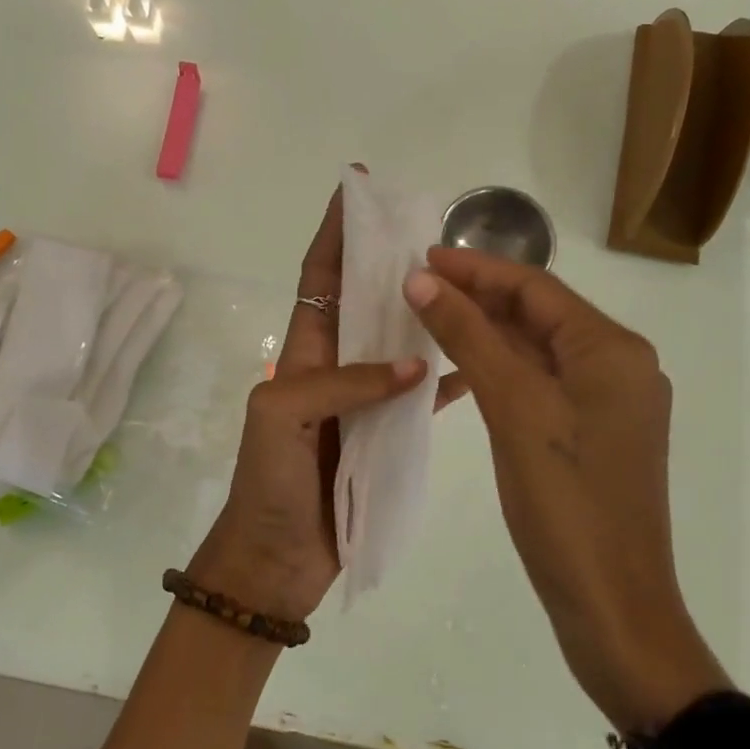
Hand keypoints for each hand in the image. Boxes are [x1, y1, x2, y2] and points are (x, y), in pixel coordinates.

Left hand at [188, 181, 459, 623]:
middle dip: (388, 260)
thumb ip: (342, 383)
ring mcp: (362, 400)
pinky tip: (481, 361)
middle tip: (431, 229)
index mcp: (303, 353)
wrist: (276, 560)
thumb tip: (414, 364)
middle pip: (365, 302)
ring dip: (423, 313)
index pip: (321, 278)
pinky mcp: (384, 435)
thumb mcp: (282, 417)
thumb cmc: (268, 484)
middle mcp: (334, 367)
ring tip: (465, 282)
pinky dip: (446, 378)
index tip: (357, 188)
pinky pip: (420, 396)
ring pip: (398, 343)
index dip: (335, 232)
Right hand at [403, 247, 728, 732]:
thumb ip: (469, 337)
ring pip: (537, 348)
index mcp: (612, 349)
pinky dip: (501, 368)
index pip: (536, 287)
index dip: (476, 268)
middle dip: (479, 295)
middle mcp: (618, 365)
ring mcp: (608, 402)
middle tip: (417, 284)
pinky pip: (541, 382)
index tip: (421, 257)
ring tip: (430, 316)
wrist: (612, 606)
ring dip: (487, 331)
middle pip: (539, 314)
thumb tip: (422, 279)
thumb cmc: (566, 502)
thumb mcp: (513, 408)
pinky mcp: (592, 433)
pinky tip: (461, 369)